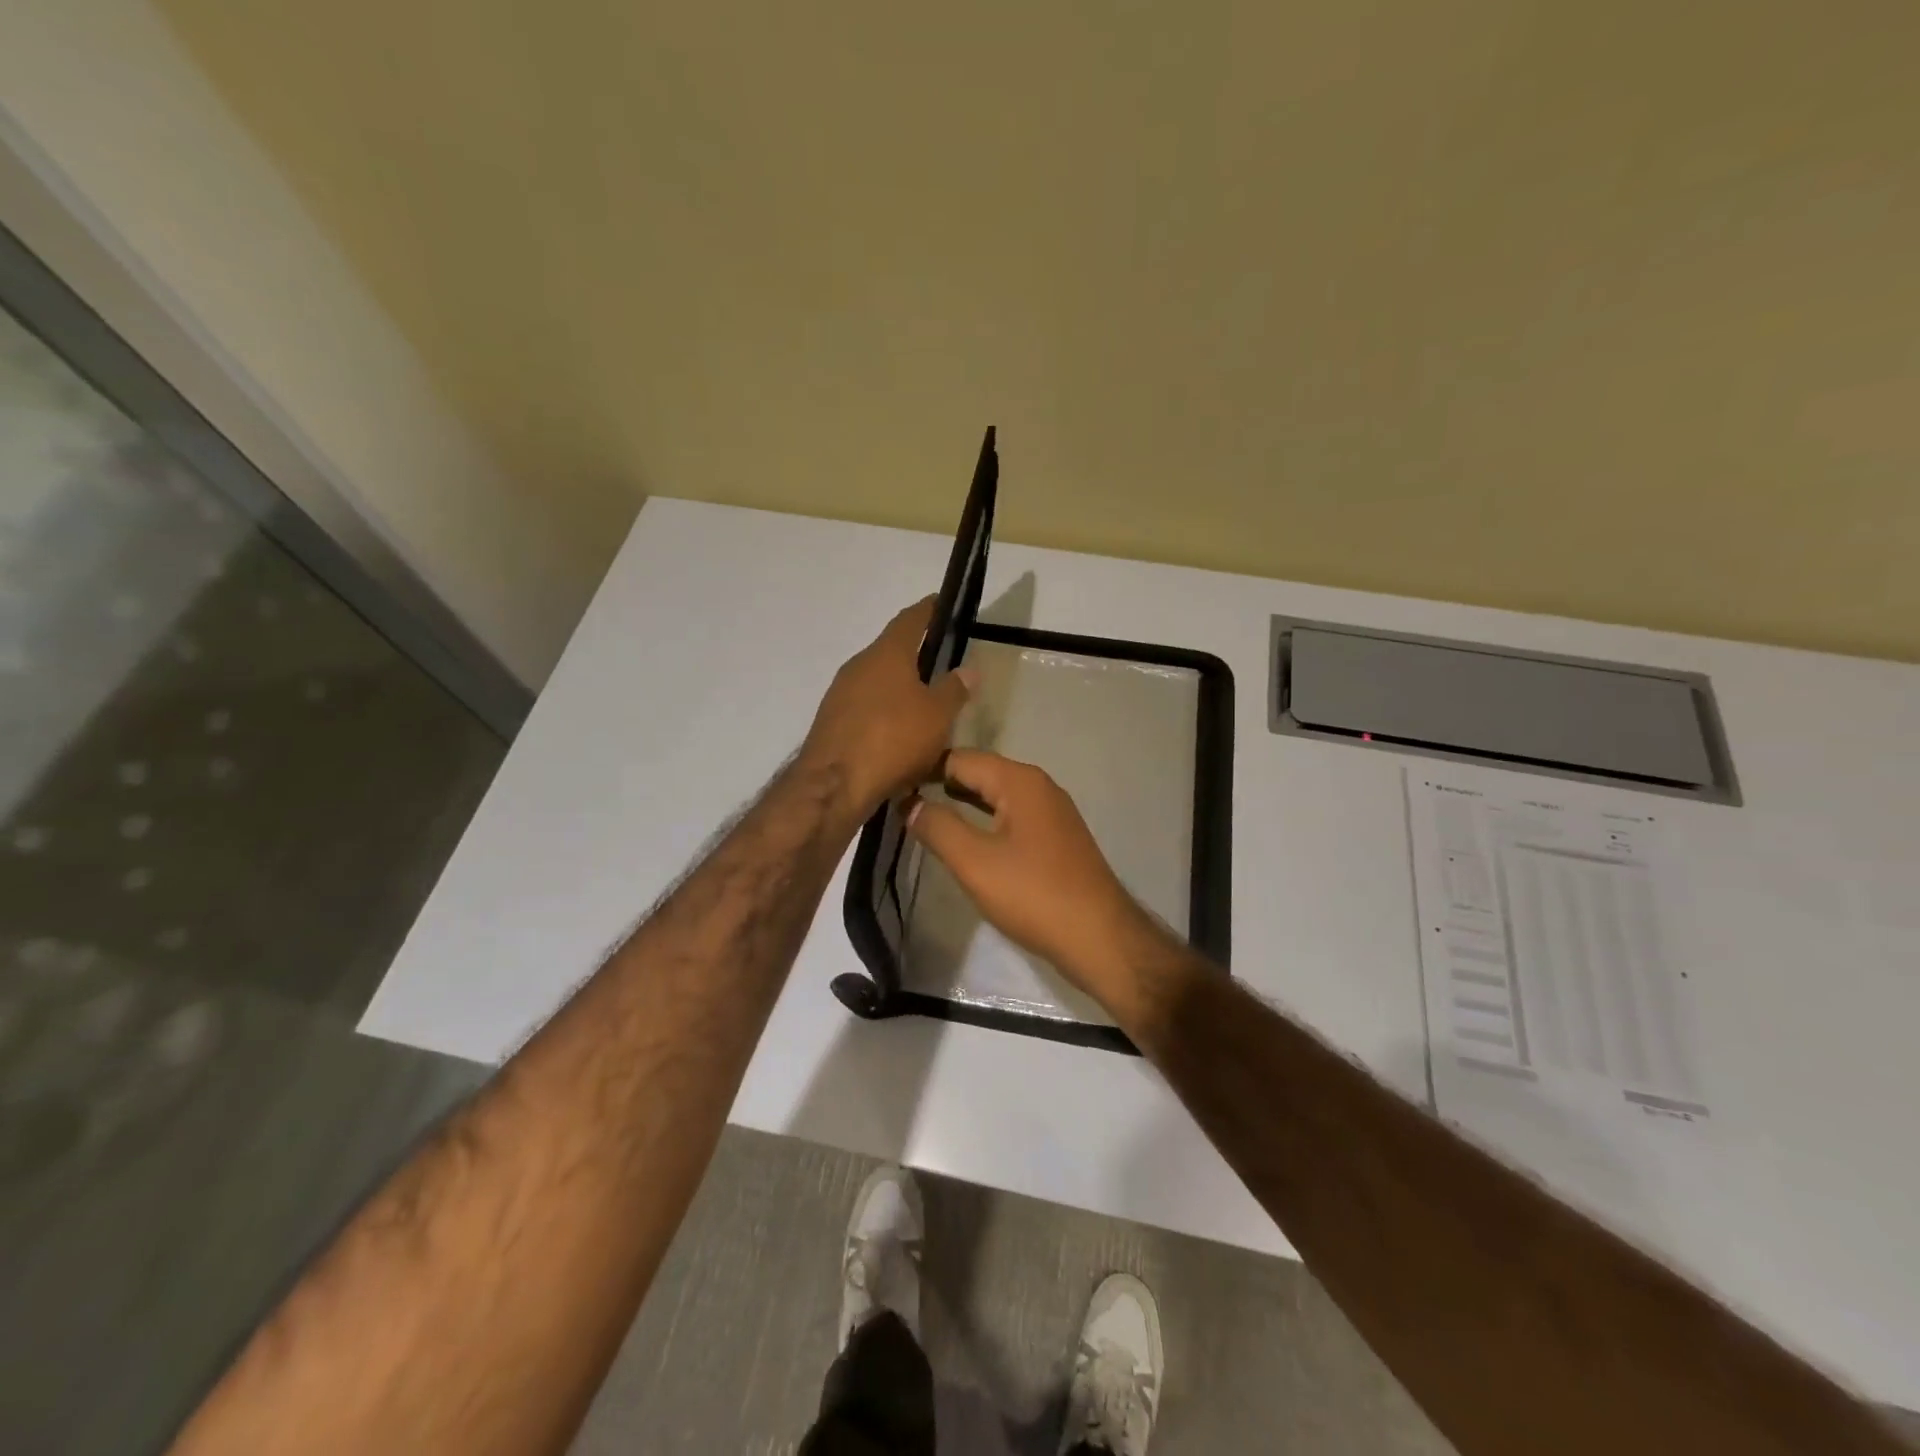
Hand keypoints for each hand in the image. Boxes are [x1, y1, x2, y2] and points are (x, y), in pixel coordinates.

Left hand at [800, 598, 974, 819]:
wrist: (834, 784)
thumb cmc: (893, 739)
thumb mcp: (937, 716)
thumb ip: (953, 690)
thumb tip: (968, 669)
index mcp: (887, 653)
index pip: (910, 620)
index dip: (928, 610)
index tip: (941, 603)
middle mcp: (859, 665)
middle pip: (890, 650)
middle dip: (914, 654)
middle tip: (940, 661)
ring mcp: (840, 694)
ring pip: (876, 681)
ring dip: (899, 687)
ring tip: (923, 701)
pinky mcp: (832, 722)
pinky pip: (865, 707)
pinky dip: (884, 712)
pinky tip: (898, 732)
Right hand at [906, 749, 1170, 1019]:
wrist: (1099, 938)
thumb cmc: (1033, 895)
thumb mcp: (975, 862)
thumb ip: (938, 827)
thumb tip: (909, 802)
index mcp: (1020, 781)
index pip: (960, 758)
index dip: (924, 770)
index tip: (892, 787)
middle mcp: (1039, 786)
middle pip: (981, 773)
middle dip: (942, 785)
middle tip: (902, 803)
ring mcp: (1052, 812)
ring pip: (997, 796)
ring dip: (964, 804)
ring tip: (925, 818)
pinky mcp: (1057, 838)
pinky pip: (1012, 817)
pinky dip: (986, 821)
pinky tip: (968, 840)